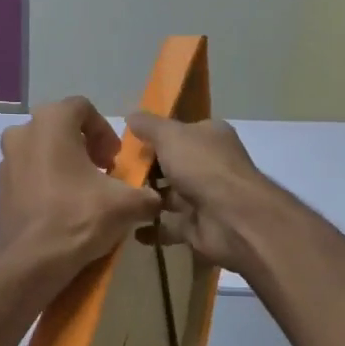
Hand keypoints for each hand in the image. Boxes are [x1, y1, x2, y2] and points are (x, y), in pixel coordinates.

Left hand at [0, 98, 159, 284]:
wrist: (30, 264)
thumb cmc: (77, 218)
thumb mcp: (126, 205)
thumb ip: (146, 195)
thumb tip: (155, 200)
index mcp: (50, 123)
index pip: (83, 108)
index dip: (104, 131)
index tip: (114, 160)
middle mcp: (21, 134)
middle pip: (59, 129)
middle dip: (84, 148)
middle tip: (102, 174)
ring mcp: (5, 163)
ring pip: (41, 153)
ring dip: (64, 166)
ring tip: (84, 195)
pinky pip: (28, 178)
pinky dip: (45, 186)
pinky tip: (62, 212)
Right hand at [127, 112, 279, 273]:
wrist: (230, 217)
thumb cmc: (201, 166)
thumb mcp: (170, 135)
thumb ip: (149, 126)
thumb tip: (131, 115)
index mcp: (210, 136)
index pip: (181, 131)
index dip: (156, 135)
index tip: (127, 143)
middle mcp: (210, 164)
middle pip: (173, 164)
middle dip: (147, 170)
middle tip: (114, 173)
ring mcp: (205, 196)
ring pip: (170, 196)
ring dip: (147, 199)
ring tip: (117, 199)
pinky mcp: (198, 225)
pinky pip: (170, 226)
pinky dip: (152, 229)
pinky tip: (129, 227)